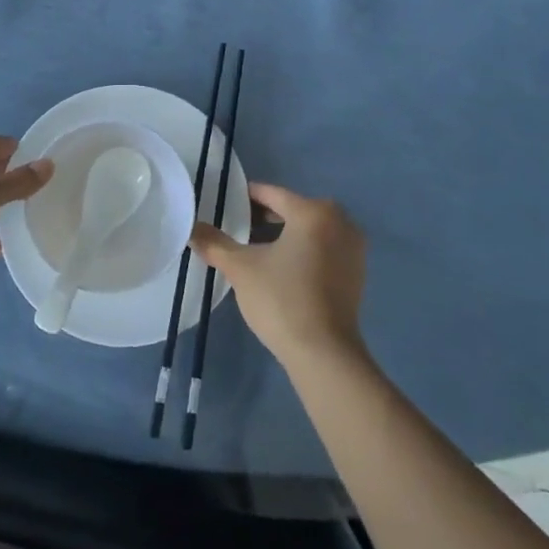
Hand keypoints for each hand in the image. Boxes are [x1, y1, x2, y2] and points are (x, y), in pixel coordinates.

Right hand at [190, 182, 366, 366]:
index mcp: (313, 212)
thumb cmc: (282, 300)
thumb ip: (215, 243)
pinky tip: (279, 268)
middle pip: (292, 209)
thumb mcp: (241, 269)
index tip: (222, 205)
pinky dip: (301, 250)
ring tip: (252, 248)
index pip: (271, 194)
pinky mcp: (356, 272)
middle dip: (262, 218)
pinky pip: (322, 248)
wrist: (324, 354)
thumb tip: (191, 228)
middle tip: (233, 228)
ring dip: (282, 235)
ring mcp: (352, 247)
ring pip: (308, 230)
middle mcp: (340, 221)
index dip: (244, 198)